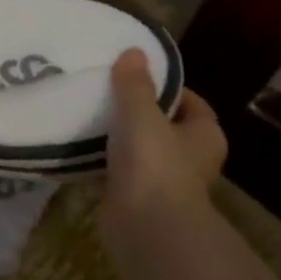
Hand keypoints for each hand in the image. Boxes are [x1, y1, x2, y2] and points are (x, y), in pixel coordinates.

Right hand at [100, 49, 227, 253]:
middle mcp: (189, 159)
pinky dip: (99, 164)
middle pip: (163, 128)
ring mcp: (162, 183)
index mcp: (205, 136)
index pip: (191, 104)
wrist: (145, 227)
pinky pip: (115, 174)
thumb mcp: (142, 114)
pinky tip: (75, 149)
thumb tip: (134, 51)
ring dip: (116, 139)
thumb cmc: (155, 164)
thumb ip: (134, 84)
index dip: (169, 89)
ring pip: (138, 151)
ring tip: (86, 116)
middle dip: (137, 114)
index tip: (138, 77)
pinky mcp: (134, 200)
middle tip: (106, 93)